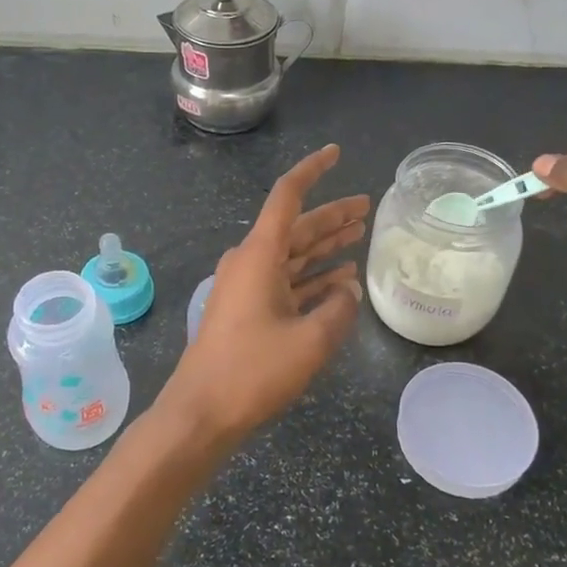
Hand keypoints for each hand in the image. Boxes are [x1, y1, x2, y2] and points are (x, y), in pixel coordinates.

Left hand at [159, 145, 368, 448]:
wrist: (201, 413)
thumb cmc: (253, 371)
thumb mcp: (310, 341)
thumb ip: (338, 309)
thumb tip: (348, 291)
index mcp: (259, 255)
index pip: (287, 196)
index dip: (313, 171)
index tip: (336, 154)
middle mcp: (251, 262)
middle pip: (296, 227)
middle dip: (331, 215)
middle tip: (365, 205)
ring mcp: (247, 287)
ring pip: (293, 254)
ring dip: (324, 245)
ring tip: (359, 234)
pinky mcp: (247, 311)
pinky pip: (286, 282)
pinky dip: (312, 278)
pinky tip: (340, 279)